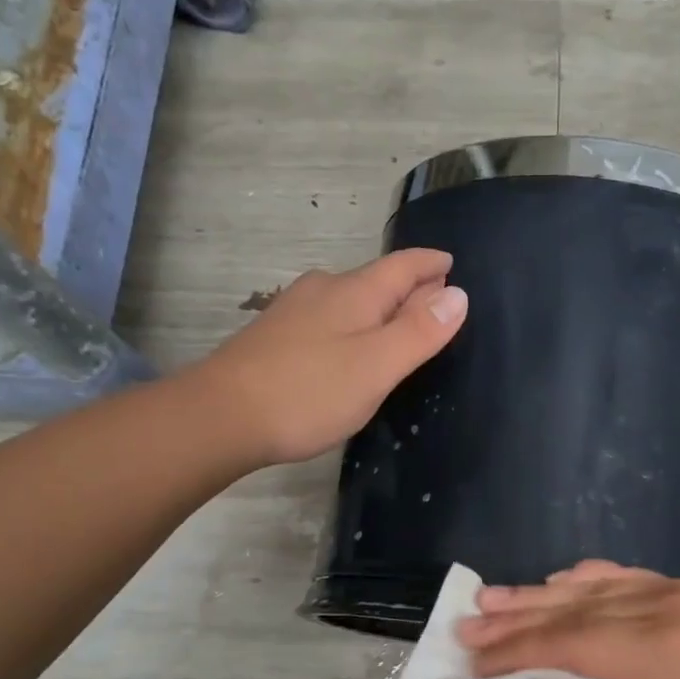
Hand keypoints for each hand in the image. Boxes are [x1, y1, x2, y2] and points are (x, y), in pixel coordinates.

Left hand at [193, 250, 466, 466]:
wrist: (221, 415)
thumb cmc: (308, 392)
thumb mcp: (376, 366)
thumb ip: (419, 331)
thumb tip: (458, 293)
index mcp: (355, 293)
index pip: (403, 266)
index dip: (430, 264)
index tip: (451, 263)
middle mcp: (323, 290)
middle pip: (376, 279)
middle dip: (408, 285)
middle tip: (435, 295)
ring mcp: (294, 311)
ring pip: (349, 298)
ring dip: (379, 304)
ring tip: (398, 321)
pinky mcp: (275, 335)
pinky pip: (328, 317)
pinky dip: (353, 321)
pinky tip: (348, 342)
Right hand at [457, 562, 679, 678]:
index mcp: (660, 652)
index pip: (569, 644)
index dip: (516, 652)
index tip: (473, 662)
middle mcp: (664, 608)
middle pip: (573, 609)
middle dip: (515, 618)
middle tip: (465, 622)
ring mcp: (678, 594)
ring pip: (592, 588)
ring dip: (539, 594)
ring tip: (491, 598)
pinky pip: (624, 577)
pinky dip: (583, 579)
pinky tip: (556, 581)